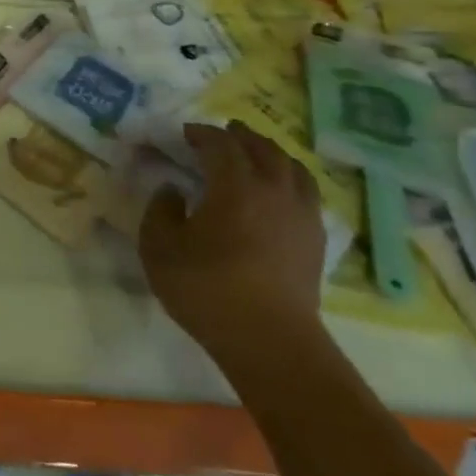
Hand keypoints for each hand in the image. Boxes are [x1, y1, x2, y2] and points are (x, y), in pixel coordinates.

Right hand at [138, 122, 325, 362]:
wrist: (271, 342)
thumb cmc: (208, 289)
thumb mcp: (159, 248)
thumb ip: (160, 210)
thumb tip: (174, 191)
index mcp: (235, 185)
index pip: (221, 144)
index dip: (202, 133)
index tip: (185, 133)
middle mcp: (274, 191)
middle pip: (263, 148)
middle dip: (241, 136)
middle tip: (224, 132)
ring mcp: (301, 216)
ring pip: (292, 168)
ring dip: (271, 154)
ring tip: (256, 154)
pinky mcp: (315, 241)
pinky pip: (306, 194)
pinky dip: (290, 180)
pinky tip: (279, 192)